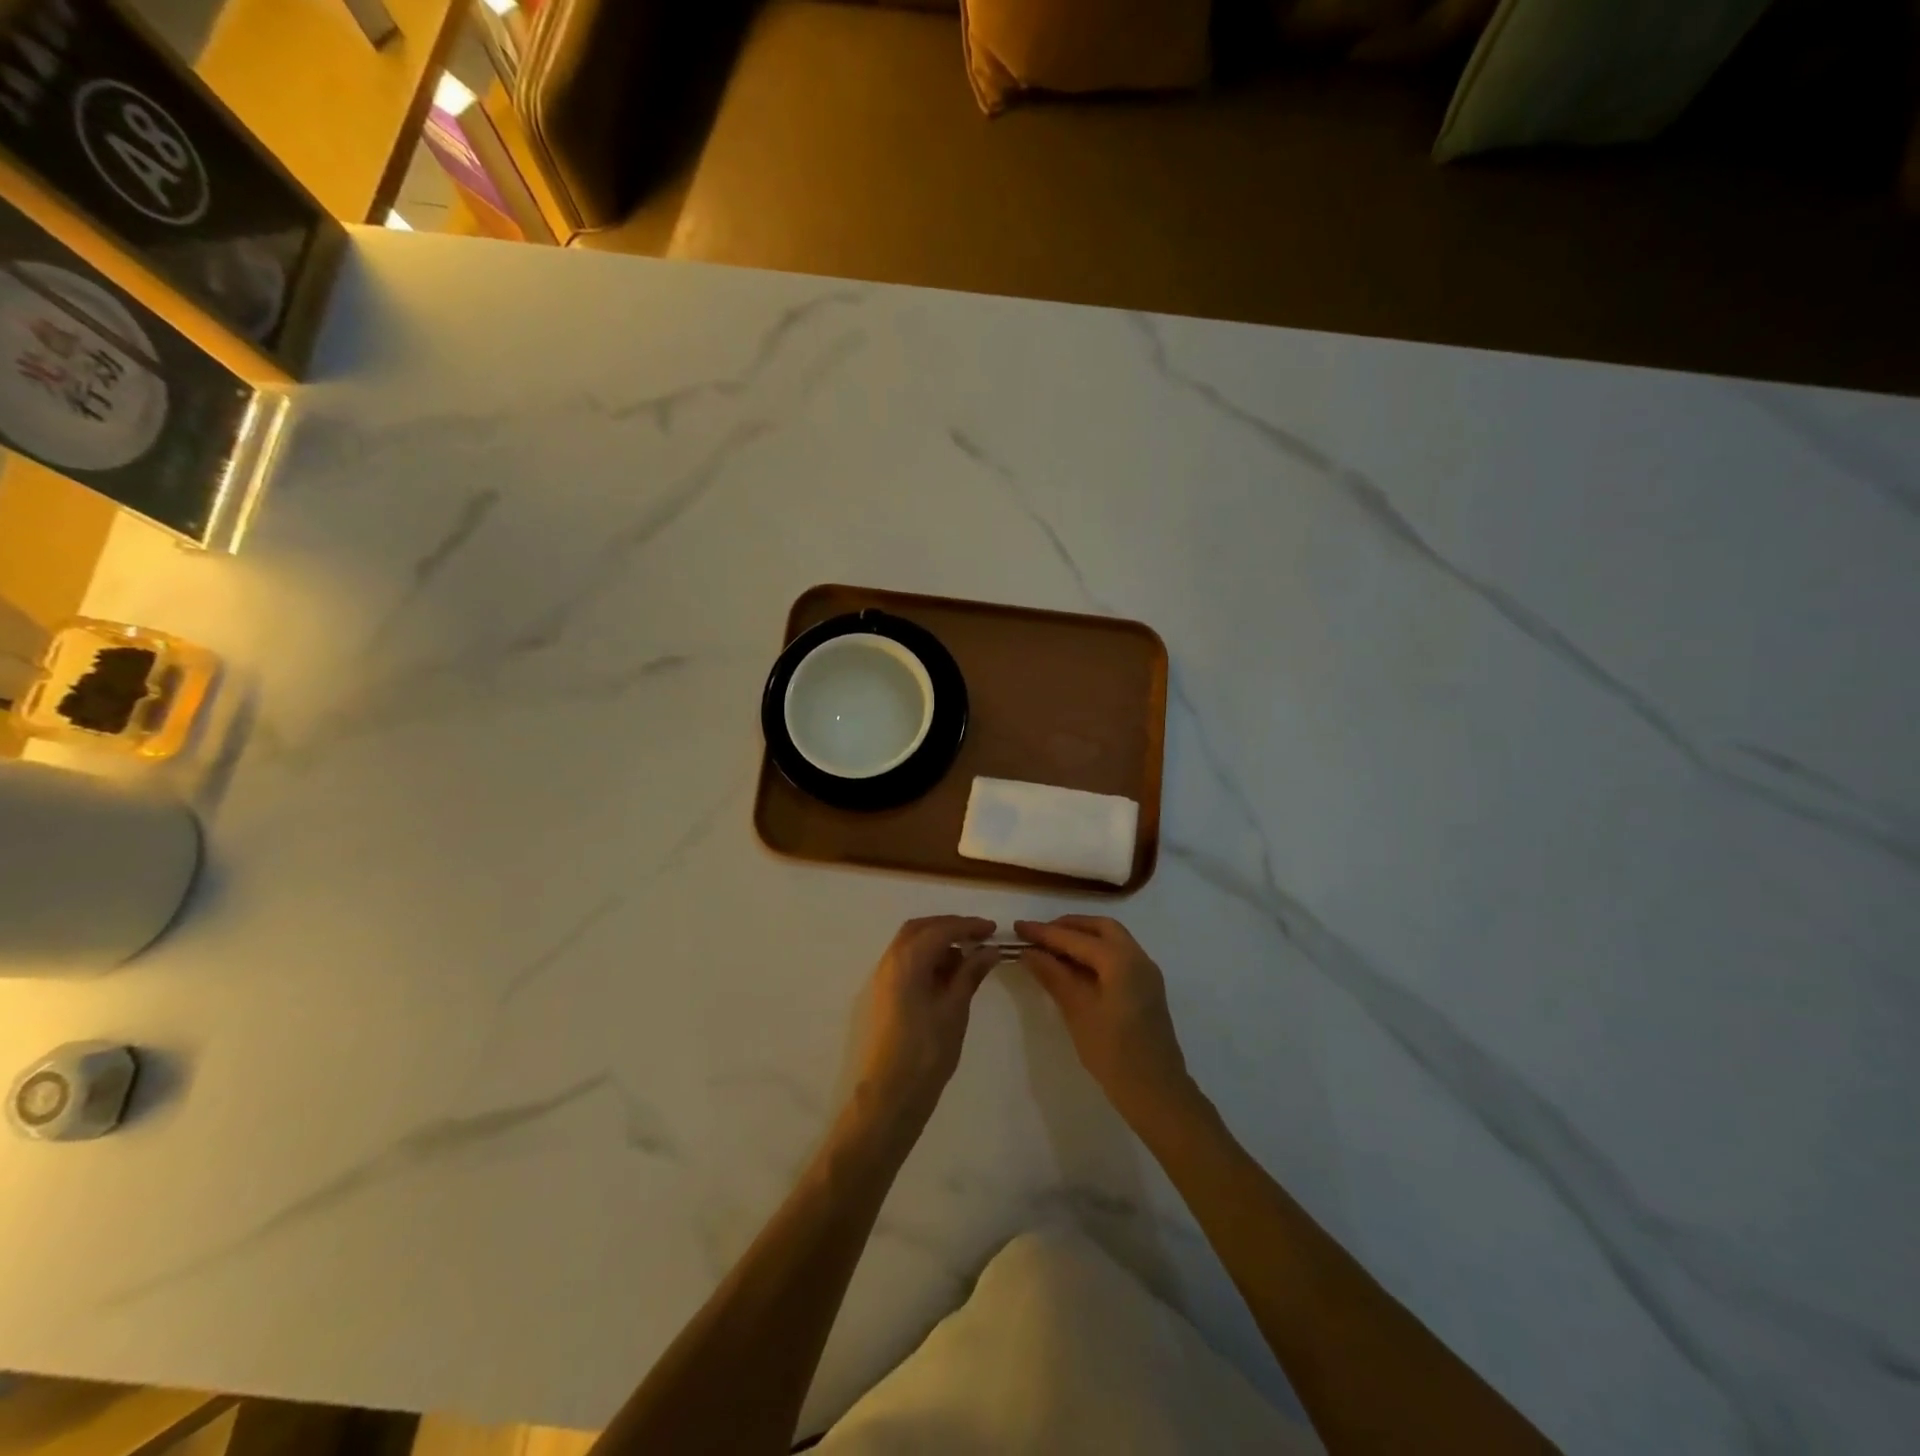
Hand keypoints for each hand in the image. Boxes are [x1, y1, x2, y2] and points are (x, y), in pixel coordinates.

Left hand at [852, 916, 999, 1125]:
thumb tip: (988, 950)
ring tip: (968, 959)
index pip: (940, 929)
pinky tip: (949, 976)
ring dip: (939, 942)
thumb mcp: (955, 1009)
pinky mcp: (885, 994)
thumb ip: (970, 973)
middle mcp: (890, 961)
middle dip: (950, 927)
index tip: (993, 930)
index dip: (968, 925)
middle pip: (920, 929)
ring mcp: (884, 978)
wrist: (891, 1094)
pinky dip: (928, 959)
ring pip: (911, 944)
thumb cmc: (927, 1051)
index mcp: (907, 960)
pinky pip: (907, 962)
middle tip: (978, 937)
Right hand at [1016, 916, 1192, 1122]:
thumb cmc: (1114, 1052)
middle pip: (1100, 928)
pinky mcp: (1146, 988)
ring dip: (1082, 938)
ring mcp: (1146, 973)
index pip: (1076, 938)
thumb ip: (1053, 975)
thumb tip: (1029, 952)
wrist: (1157, 1092)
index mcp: (1121, 960)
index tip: (1018, 927)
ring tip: (1052, 949)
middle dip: (1068, 926)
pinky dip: (1095, 953)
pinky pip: (1119, 956)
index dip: (1044, 932)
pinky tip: (1074, 968)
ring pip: (1112, 940)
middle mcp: (1137, 957)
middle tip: (1039, 935)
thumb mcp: (1078, 1011)